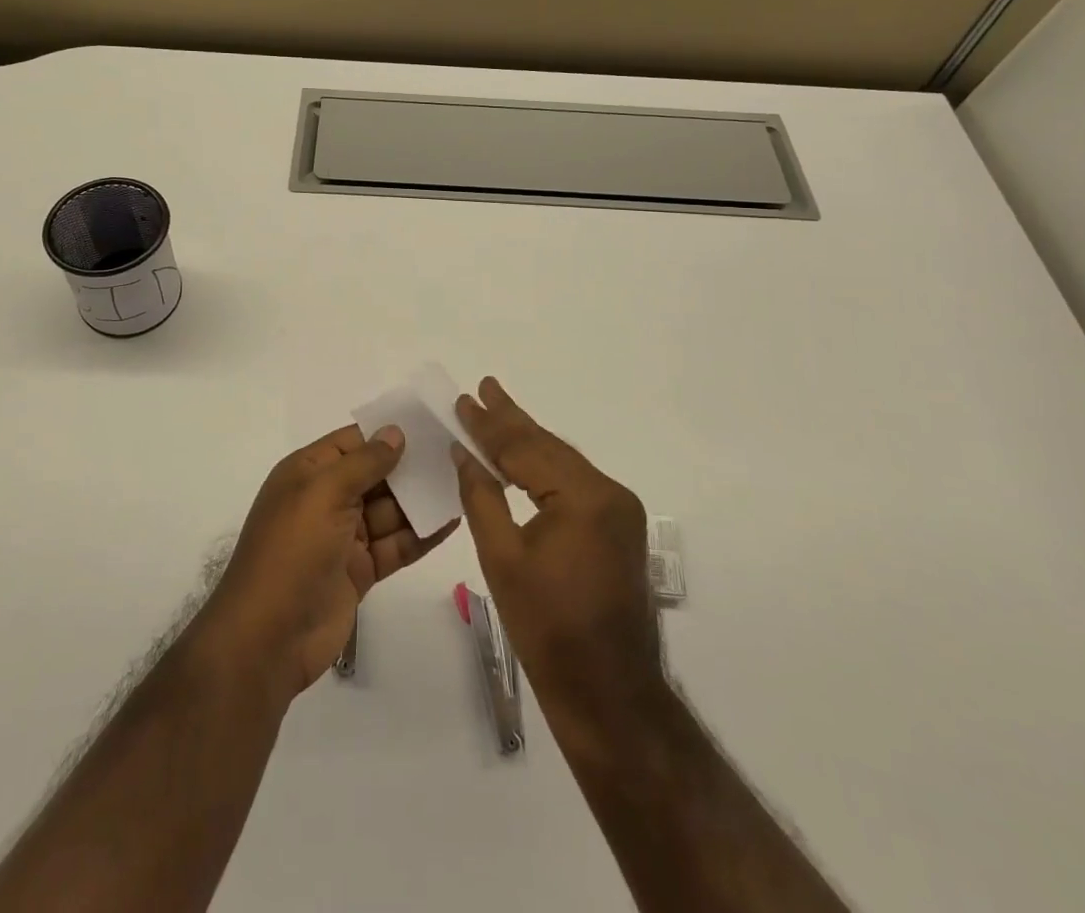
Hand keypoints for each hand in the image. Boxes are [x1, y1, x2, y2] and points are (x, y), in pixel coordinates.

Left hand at [203, 424, 456, 700]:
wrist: (268, 638)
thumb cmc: (292, 551)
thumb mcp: (323, 493)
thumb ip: (363, 462)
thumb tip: (395, 432)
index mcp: (308, 473)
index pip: (352, 442)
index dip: (386, 433)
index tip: (429, 424)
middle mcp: (326, 500)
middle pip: (375, 475)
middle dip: (410, 467)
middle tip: (456, 455)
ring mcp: (344, 537)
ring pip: (390, 511)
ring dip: (421, 500)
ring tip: (463, 484)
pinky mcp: (360, 570)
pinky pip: (396, 544)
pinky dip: (421, 534)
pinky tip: (452, 521)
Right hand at [452, 379, 663, 738]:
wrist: (609, 695)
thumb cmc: (548, 630)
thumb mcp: (502, 559)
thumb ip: (482, 497)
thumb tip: (464, 453)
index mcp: (584, 497)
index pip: (526, 448)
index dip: (490, 425)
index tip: (464, 399)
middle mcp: (610, 493)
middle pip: (549, 447)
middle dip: (511, 421)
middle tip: (483, 389)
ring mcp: (620, 511)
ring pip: (562, 463)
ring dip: (527, 442)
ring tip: (496, 413)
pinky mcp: (618, 528)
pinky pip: (573, 484)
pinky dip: (544, 468)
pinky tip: (523, 459)